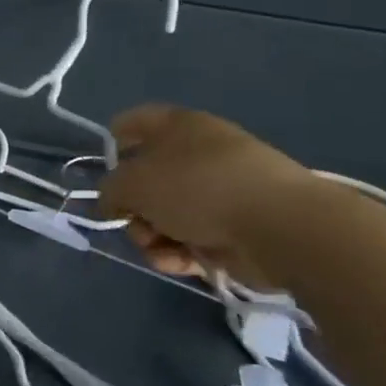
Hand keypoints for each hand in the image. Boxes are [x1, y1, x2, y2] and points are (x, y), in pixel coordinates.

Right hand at [98, 105, 316, 287]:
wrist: (280, 227)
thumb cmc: (197, 187)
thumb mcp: (132, 184)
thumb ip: (110, 191)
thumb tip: (114, 202)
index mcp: (177, 126)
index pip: (134, 122)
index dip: (113, 142)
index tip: (105, 171)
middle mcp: (199, 153)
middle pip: (147, 178)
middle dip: (133, 207)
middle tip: (134, 223)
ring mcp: (221, 191)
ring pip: (167, 214)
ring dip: (153, 236)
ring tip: (159, 250)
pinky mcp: (238, 227)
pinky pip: (194, 237)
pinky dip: (181, 252)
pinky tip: (181, 263)